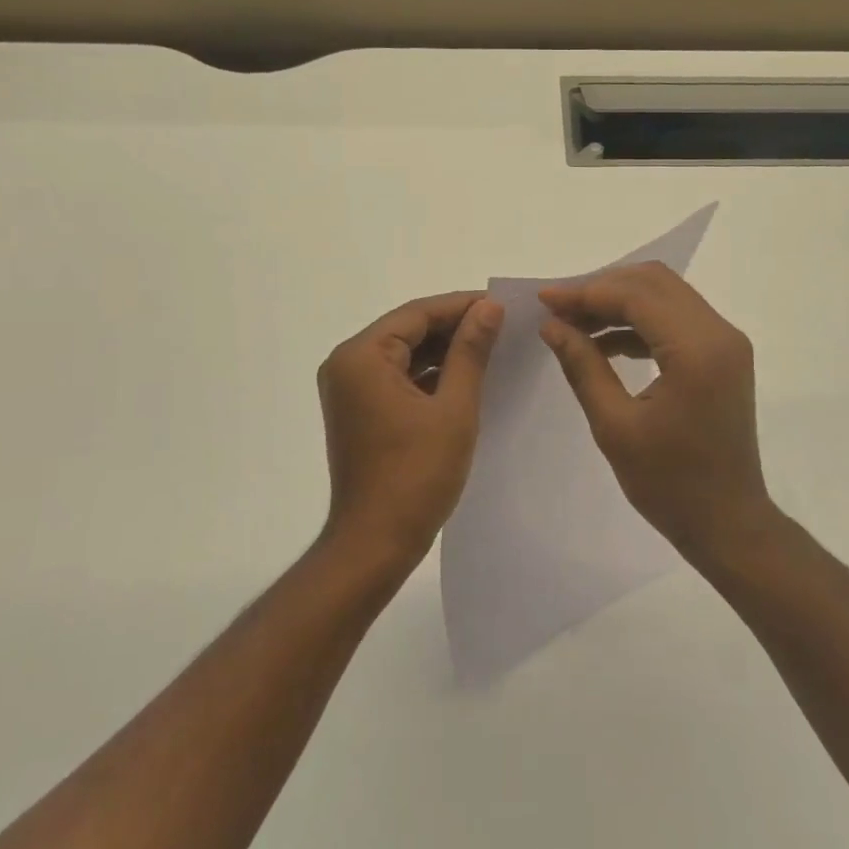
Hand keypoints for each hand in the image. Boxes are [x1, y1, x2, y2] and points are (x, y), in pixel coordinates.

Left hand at [317, 291, 503, 567]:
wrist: (375, 543)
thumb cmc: (416, 474)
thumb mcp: (454, 408)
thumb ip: (470, 351)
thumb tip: (490, 308)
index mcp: (362, 356)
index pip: (417, 314)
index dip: (461, 306)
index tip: (501, 305)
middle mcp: (347, 364)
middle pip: (407, 330)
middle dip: (453, 327)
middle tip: (501, 326)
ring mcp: (350, 389)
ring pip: (403, 353)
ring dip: (443, 350)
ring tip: (490, 346)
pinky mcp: (359, 410)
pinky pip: (397, 377)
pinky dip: (429, 374)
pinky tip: (464, 375)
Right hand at [538, 263, 773, 562]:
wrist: (728, 523)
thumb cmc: (670, 484)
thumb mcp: (615, 426)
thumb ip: (583, 366)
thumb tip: (552, 325)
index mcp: (697, 350)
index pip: (636, 295)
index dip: (586, 292)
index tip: (544, 300)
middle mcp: (720, 333)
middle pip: (655, 282)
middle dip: (602, 288)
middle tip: (559, 310)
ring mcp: (726, 343)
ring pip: (666, 296)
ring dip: (620, 302)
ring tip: (574, 324)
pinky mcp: (723, 355)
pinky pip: (676, 320)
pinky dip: (639, 322)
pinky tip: (604, 343)